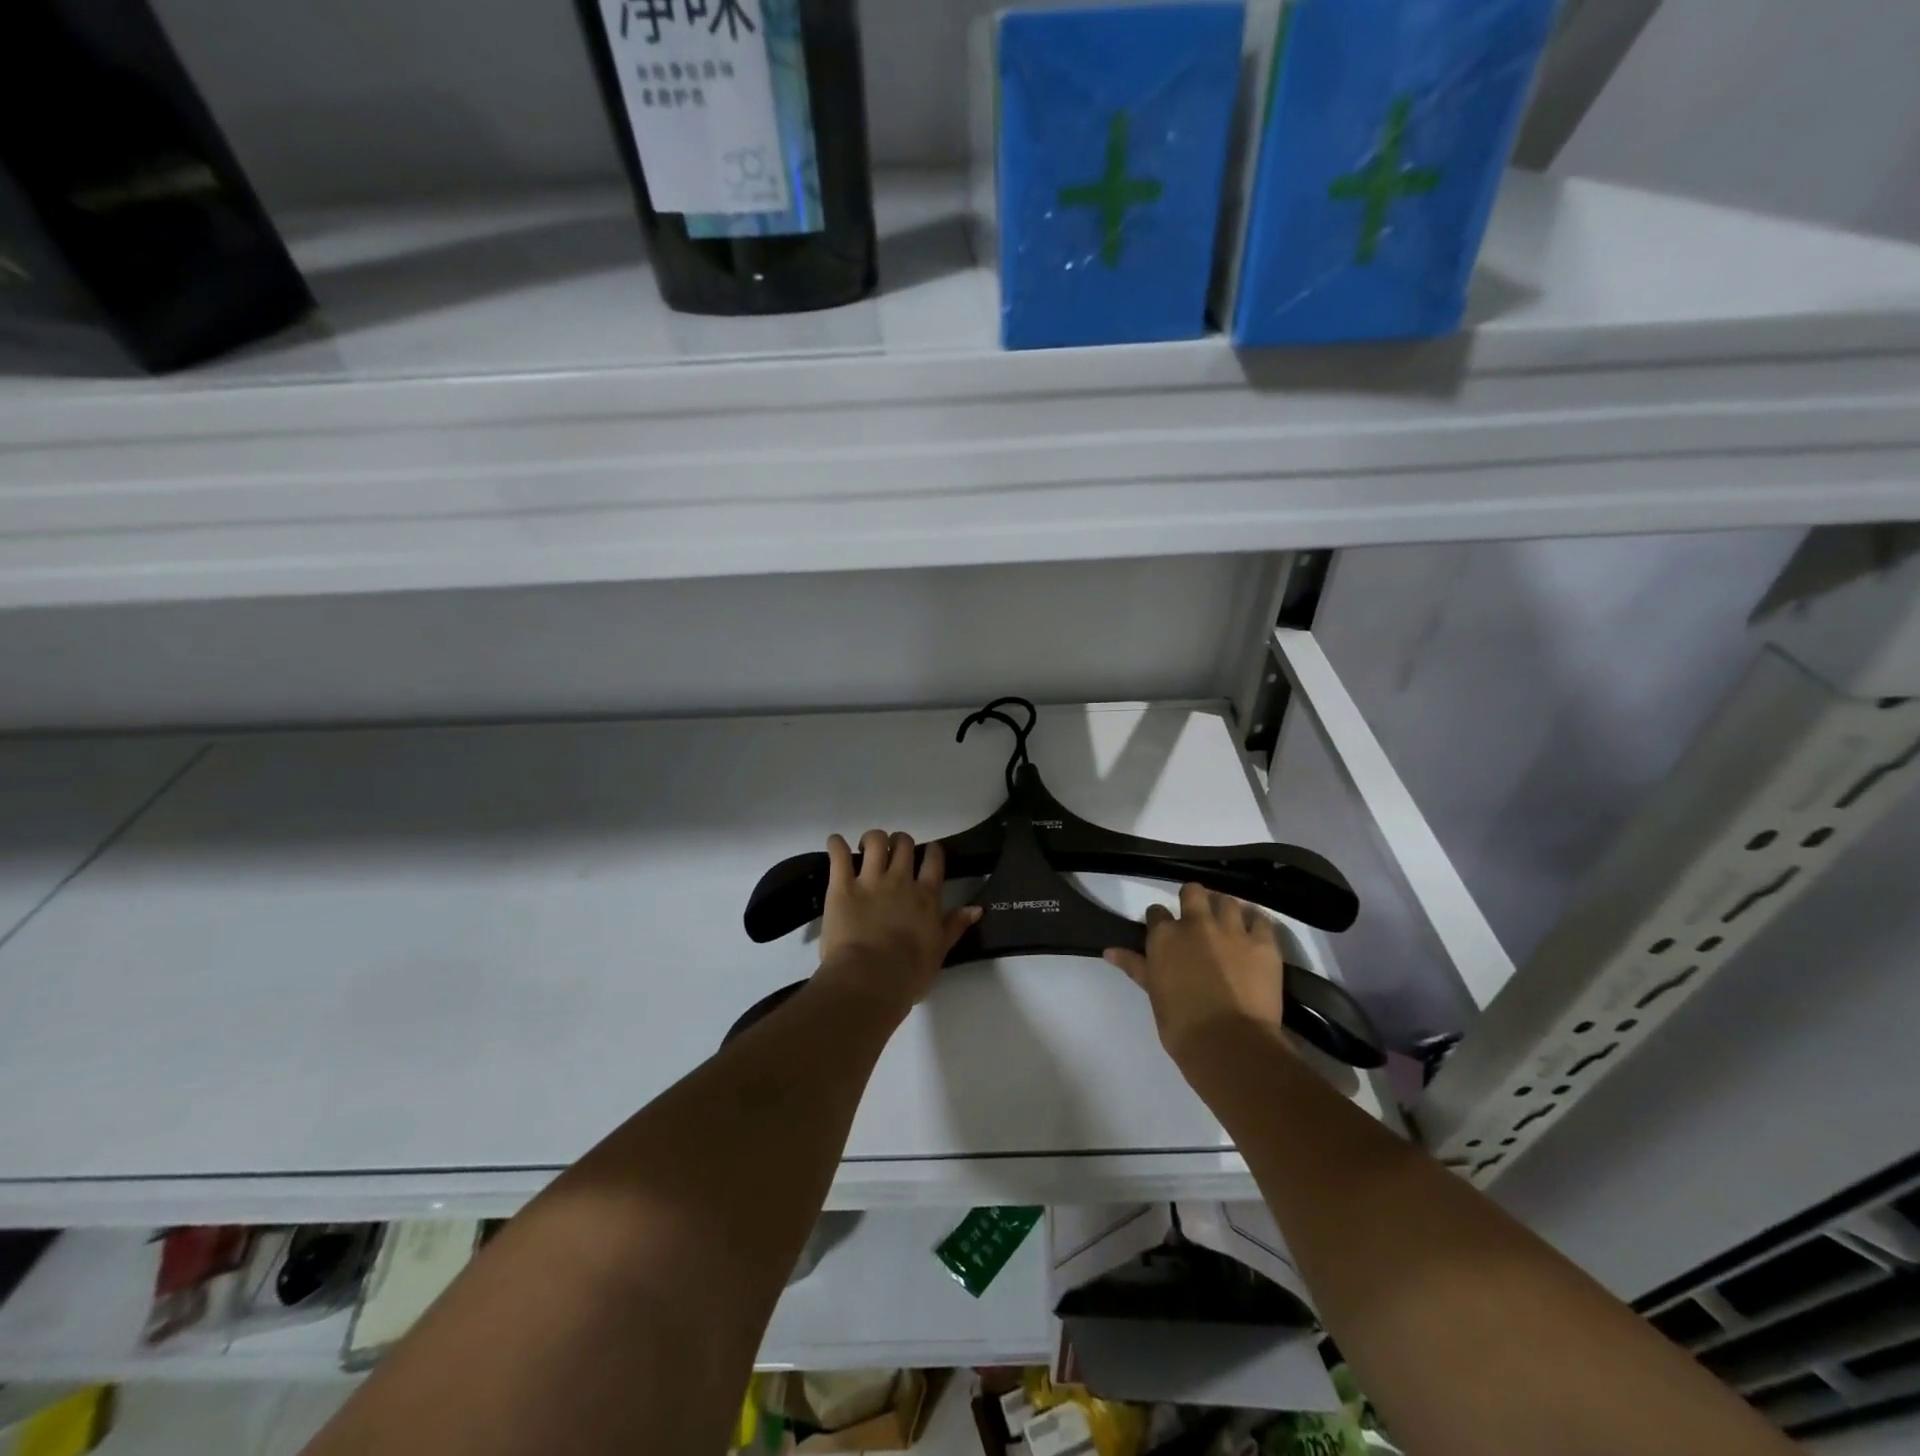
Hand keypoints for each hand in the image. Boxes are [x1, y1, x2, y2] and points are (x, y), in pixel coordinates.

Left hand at [812, 830, 981, 1017]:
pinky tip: (836, 843)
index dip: (932, 851)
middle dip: (900, 842)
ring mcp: (870, 880)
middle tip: (893, 854)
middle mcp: (900, 880)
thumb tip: (976, 908)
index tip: (928, 853)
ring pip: (875, 840)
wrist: (870, 979)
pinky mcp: (841, 885)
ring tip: (865, 849)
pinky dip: (836, 844)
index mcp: (926, 896)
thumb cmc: (908, 973)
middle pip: (904, 843)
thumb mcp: (939, 952)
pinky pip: (838, 853)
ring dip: (872, 839)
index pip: (934, 859)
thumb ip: (955, 926)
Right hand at [1105, 883, 1290, 1064]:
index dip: (1161, 921)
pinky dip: (1257, 922)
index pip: (1156, 913)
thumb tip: (1109, 951)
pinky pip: (1262, 920)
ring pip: (1228, 901)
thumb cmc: (1181, 1025)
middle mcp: (1196, 923)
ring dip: (1225, 909)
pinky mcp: (1264, 944)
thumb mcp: (1153, 993)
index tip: (1166, 933)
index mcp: (1164, 936)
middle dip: (1194, 899)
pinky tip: (1255, 932)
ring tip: (1228, 924)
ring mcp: (1232, 931)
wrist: (1228, 1043)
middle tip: (1198, 918)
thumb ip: (1134, 966)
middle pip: (1193, 892)